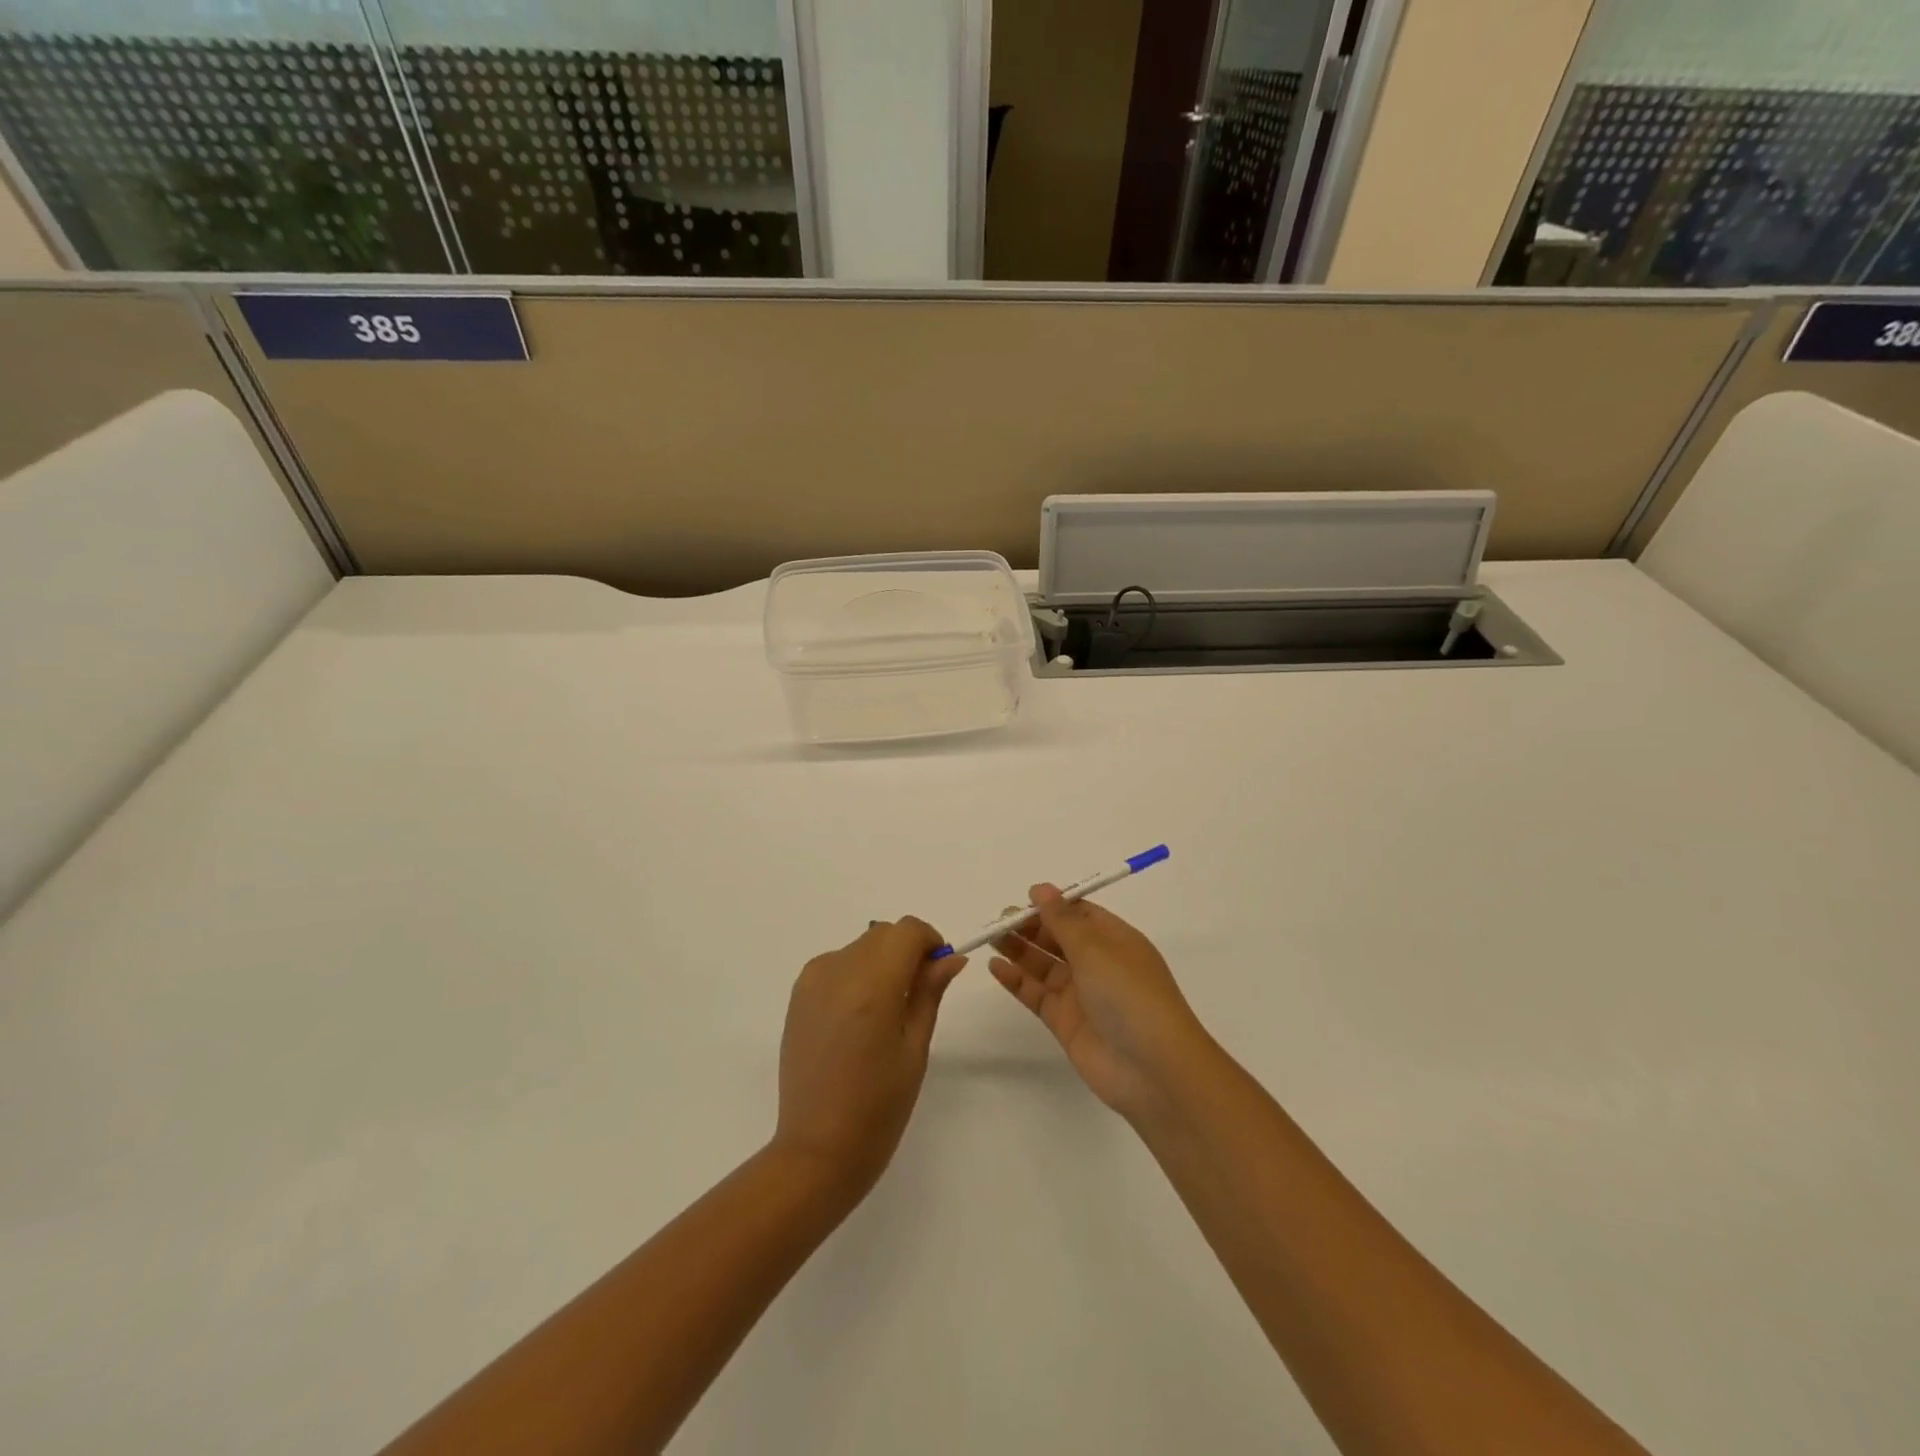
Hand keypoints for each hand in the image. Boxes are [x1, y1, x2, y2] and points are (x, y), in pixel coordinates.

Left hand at [772, 917, 966, 1200]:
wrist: (816, 1150)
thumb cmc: (879, 1107)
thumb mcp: (915, 1048)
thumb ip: (929, 992)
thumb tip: (950, 957)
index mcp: (872, 986)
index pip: (906, 930)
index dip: (929, 941)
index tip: (938, 970)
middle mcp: (838, 971)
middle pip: (882, 934)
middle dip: (906, 951)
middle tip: (918, 994)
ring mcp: (812, 981)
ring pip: (860, 947)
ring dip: (880, 961)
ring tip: (886, 1011)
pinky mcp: (797, 995)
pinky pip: (836, 964)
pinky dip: (855, 973)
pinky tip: (858, 1017)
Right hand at [989, 885, 1212, 1118]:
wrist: (1153, 1069)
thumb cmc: (1129, 994)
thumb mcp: (1096, 948)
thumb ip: (1062, 919)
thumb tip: (1040, 889)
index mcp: (1115, 940)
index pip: (1079, 914)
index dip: (1052, 905)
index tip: (1023, 900)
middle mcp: (1098, 964)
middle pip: (1058, 938)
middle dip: (1030, 927)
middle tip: (1000, 919)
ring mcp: (1081, 994)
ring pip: (1044, 965)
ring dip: (1019, 950)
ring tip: (991, 937)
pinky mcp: (1065, 1022)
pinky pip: (1036, 994)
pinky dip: (1016, 980)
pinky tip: (995, 967)